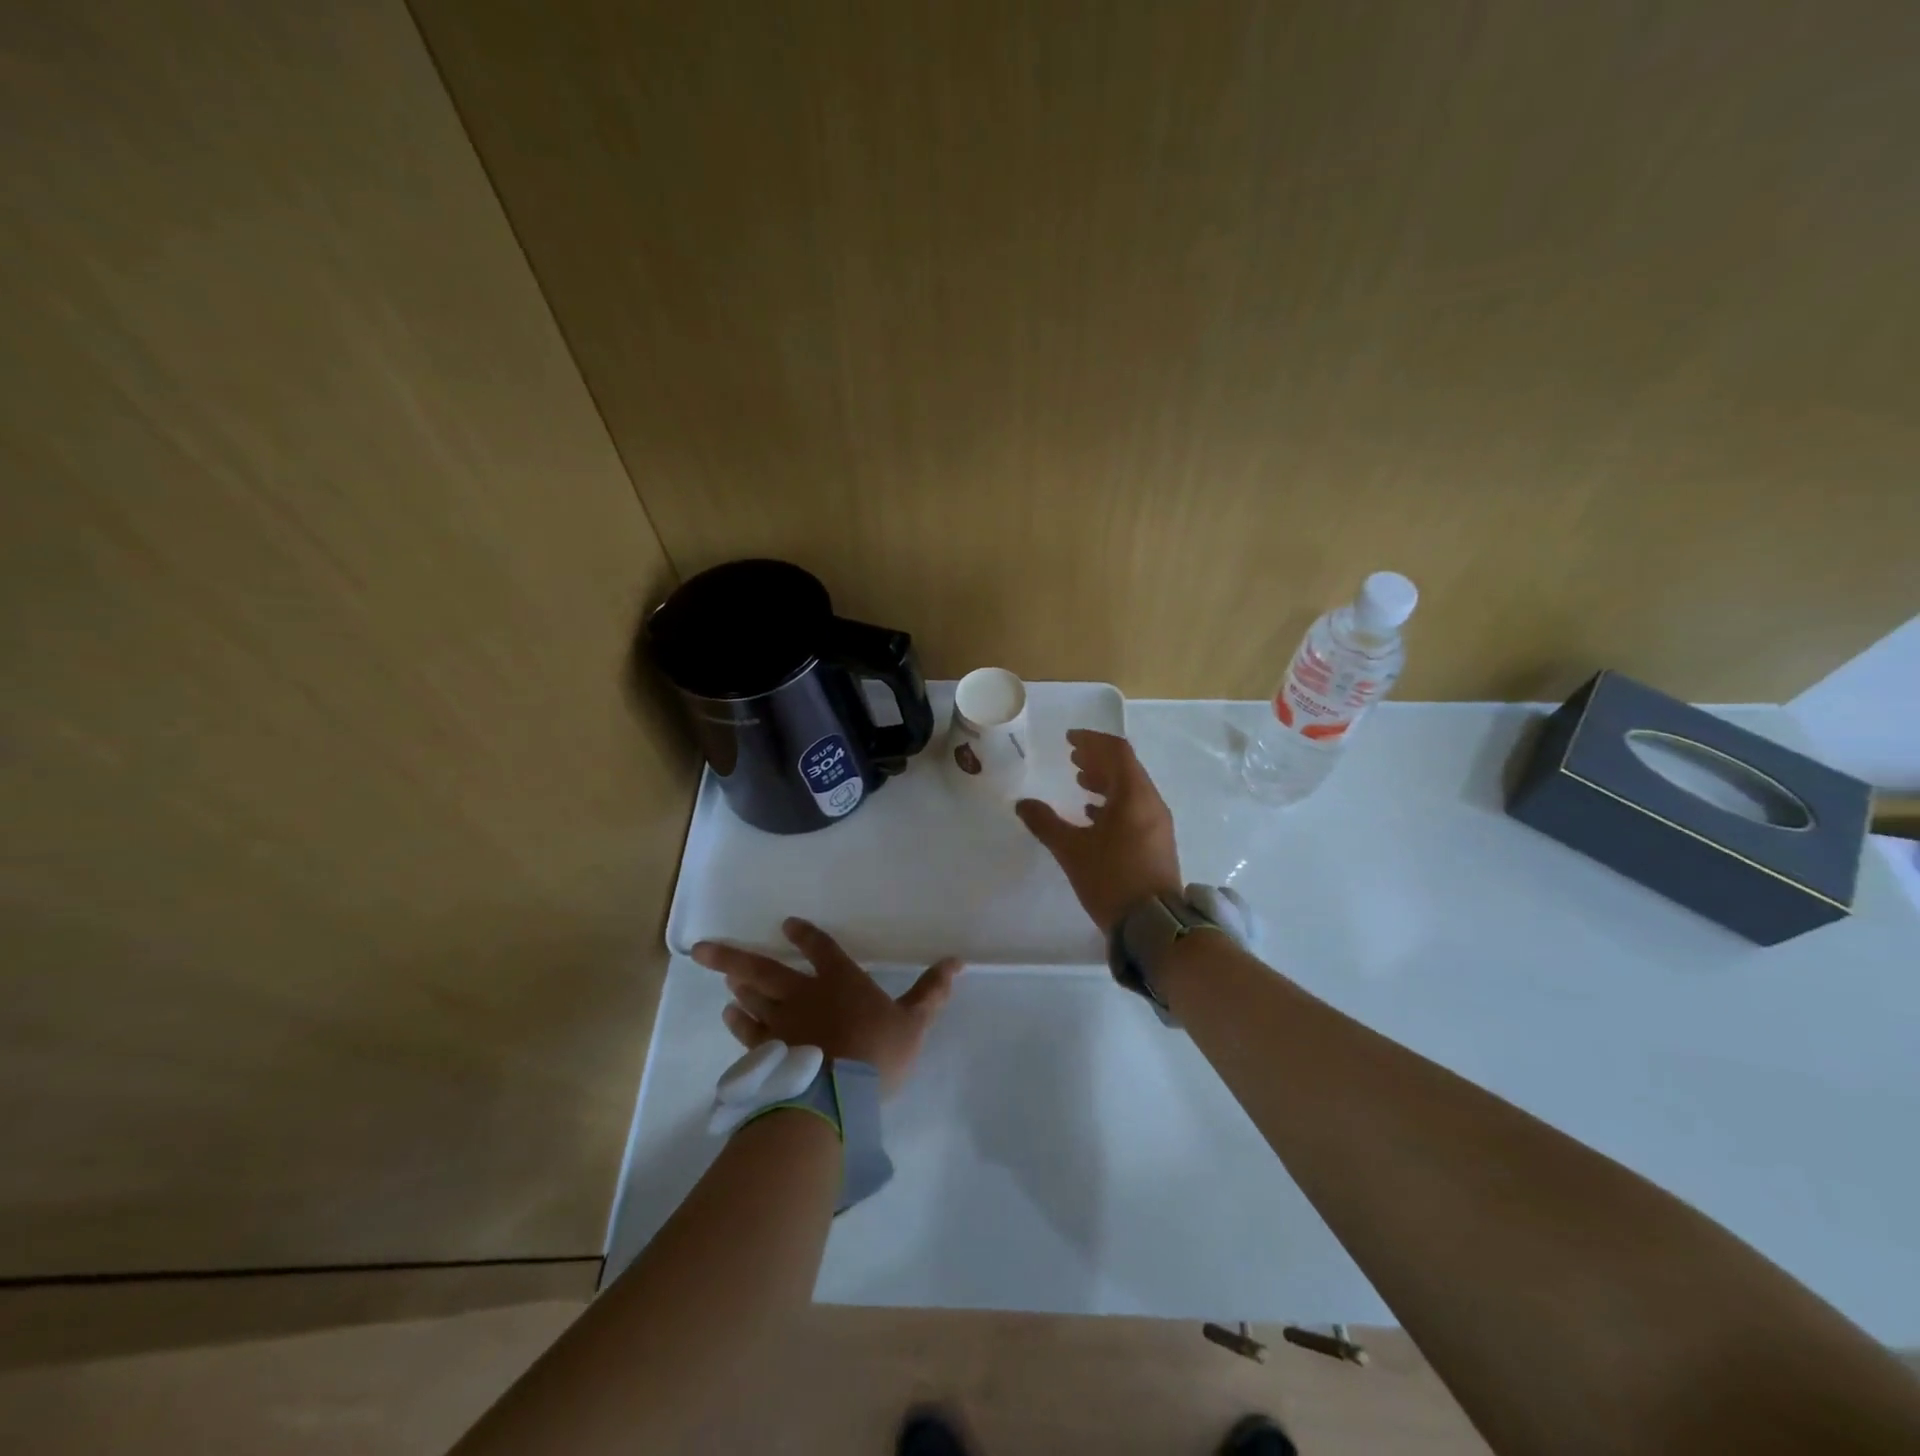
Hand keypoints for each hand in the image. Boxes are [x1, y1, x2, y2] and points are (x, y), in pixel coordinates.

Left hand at [692, 919, 961, 1093]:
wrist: (835, 1097)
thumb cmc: (877, 1053)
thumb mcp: (914, 1022)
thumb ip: (931, 992)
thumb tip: (957, 960)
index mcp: (840, 981)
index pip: (821, 949)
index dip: (805, 936)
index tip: (788, 926)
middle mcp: (804, 995)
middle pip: (764, 970)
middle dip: (733, 956)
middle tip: (702, 948)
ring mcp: (780, 1024)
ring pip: (752, 999)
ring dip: (738, 986)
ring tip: (726, 976)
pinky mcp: (767, 1053)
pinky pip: (748, 1031)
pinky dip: (738, 1021)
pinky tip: (730, 1016)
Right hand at [1015, 729, 1182, 932]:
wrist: (1153, 925)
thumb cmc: (1111, 879)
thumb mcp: (1071, 850)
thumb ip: (1045, 823)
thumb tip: (1022, 804)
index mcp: (1134, 796)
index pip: (1117, 752)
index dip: (1092, 740)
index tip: (1069, 739)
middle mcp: (1151, 803)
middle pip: (1126, 768)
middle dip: (1098, 758)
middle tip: (1072, 756)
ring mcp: (1158, 824)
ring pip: (1131, 789)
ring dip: (1106, 780)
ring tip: (1080, 781)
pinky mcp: (1157, 842)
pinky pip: (1135, 808)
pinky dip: (1113, 802)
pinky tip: (1093, 814)